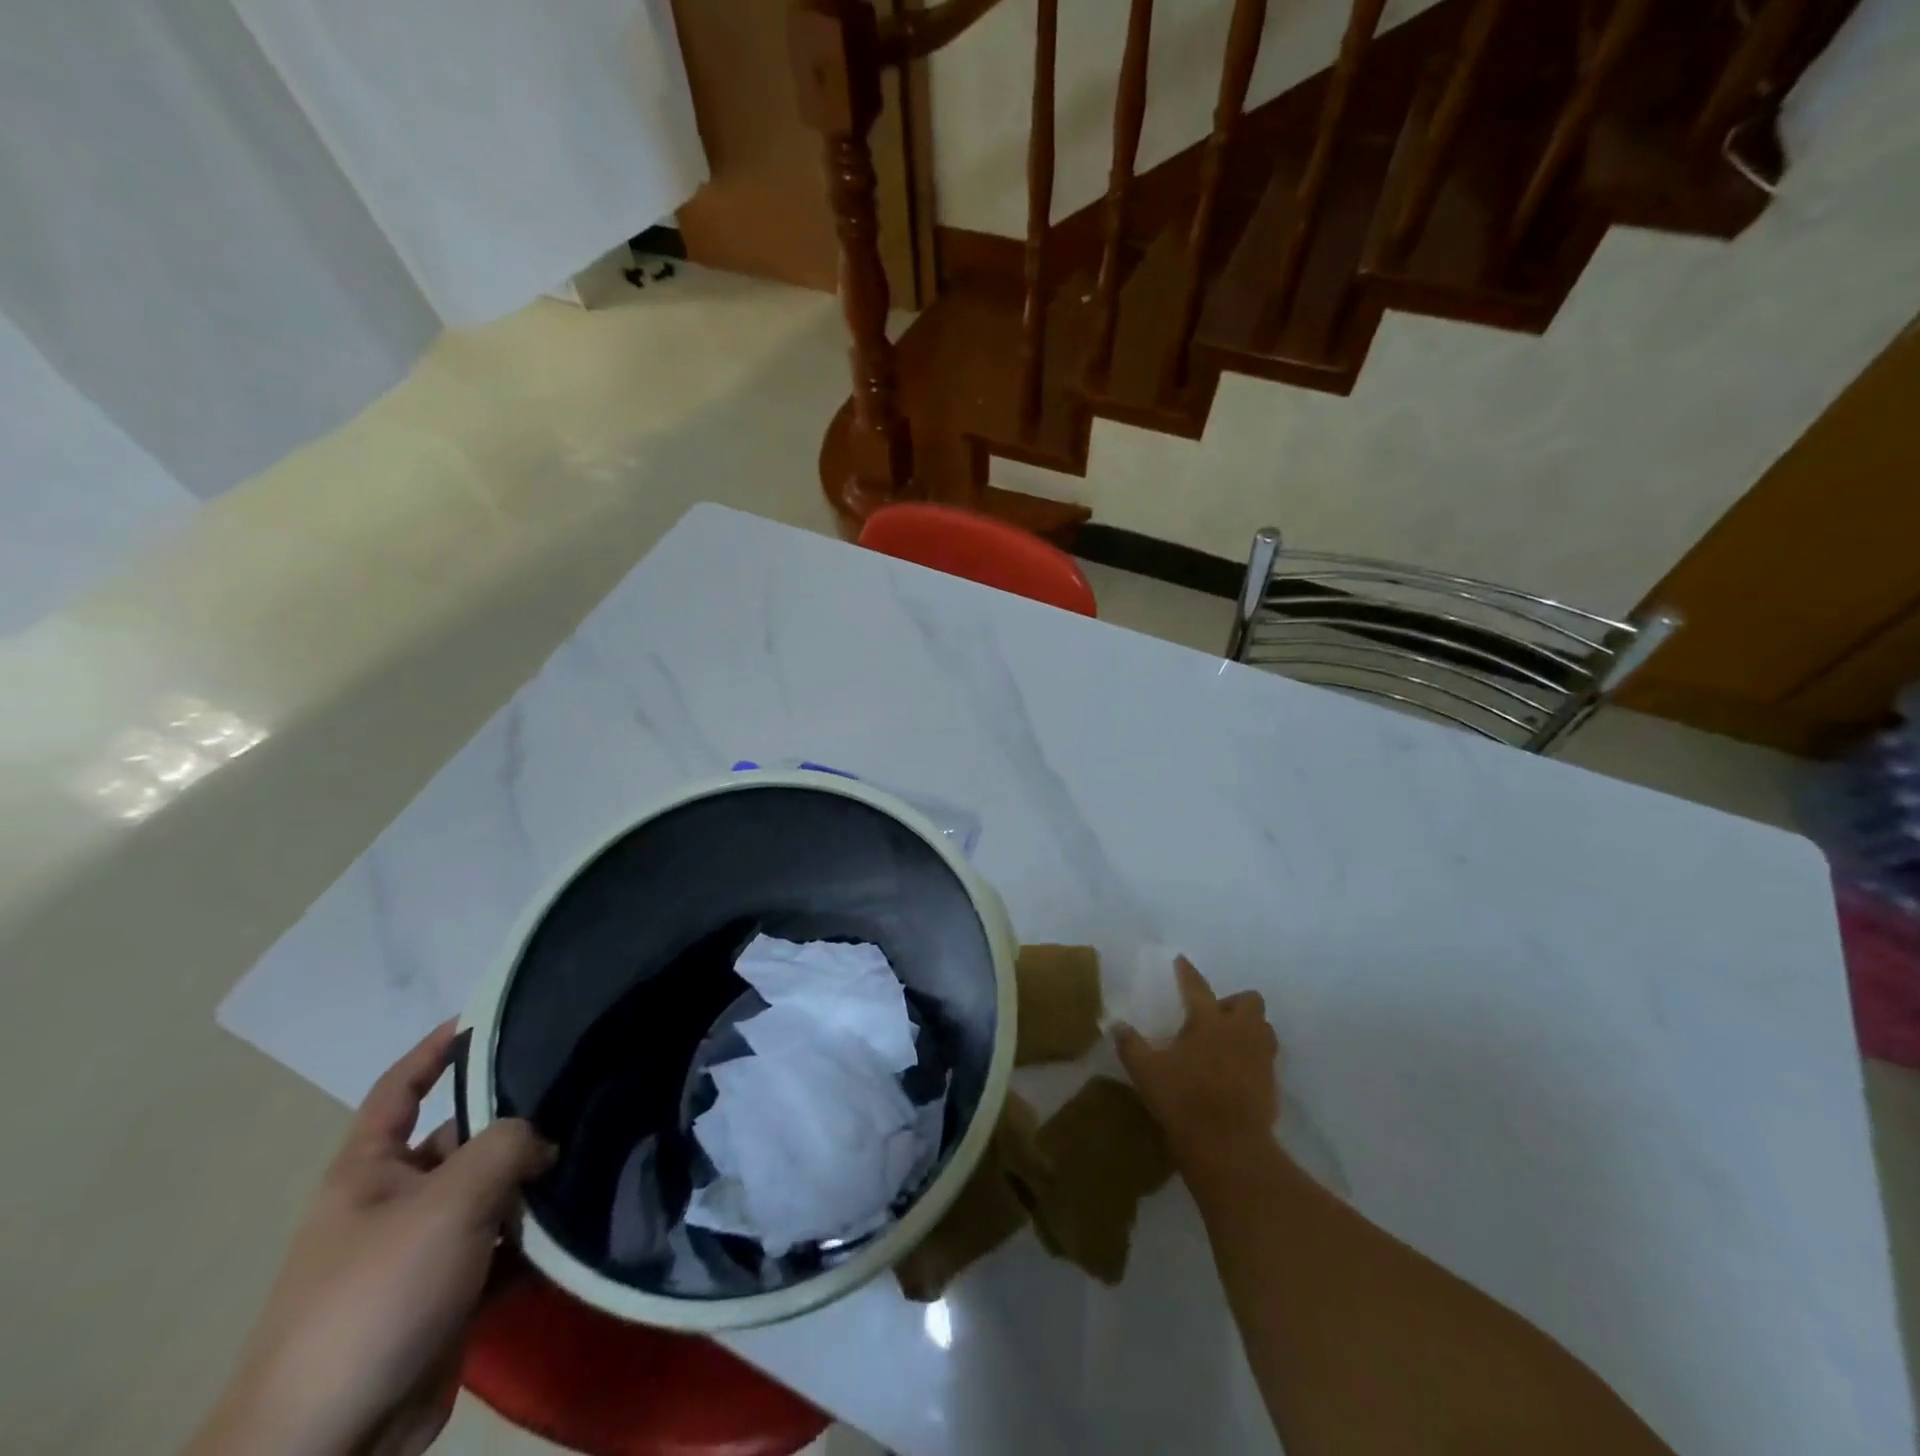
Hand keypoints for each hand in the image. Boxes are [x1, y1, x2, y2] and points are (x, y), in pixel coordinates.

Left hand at [190, 1022, 553, 1455]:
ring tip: (596, 1150)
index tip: (486, 1016)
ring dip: (534, 1183)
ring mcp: (423, 1251)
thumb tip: (544, 1140)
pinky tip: (580, 1222)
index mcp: (369, 1171)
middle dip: (515, 1121)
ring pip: (491, 1194)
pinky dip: (536, 1238)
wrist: (330, 1442)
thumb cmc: (375, 1297)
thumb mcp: (447, 1202)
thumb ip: (506, 1147)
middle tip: (580, 1094)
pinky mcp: (449, 1295)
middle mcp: (395, 1202)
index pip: (400, 1089)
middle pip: (463, 1139)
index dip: (435, 1049)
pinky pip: (503, 1247)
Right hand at [1114, 957, 1280, 1171]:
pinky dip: (1253, 1057)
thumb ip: (1130, 1045)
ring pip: (1264, 1028)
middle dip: (1234, 1002)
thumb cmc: (1184, 1101)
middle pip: (1250, 1001)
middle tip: (1213, 1017)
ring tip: (1228, 1042)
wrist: (1229, 1148)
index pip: (1197, 987)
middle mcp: (1239, 1031)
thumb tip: (1116, 1024)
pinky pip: (1266, 1058)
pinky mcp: (1272, 1084)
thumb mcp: (1146, 1072)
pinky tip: (1235, 1072)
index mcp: (1208, 1021)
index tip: (1182, 961)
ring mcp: (1260, 1057)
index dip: (1187, 972)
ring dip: (1249, 1028)